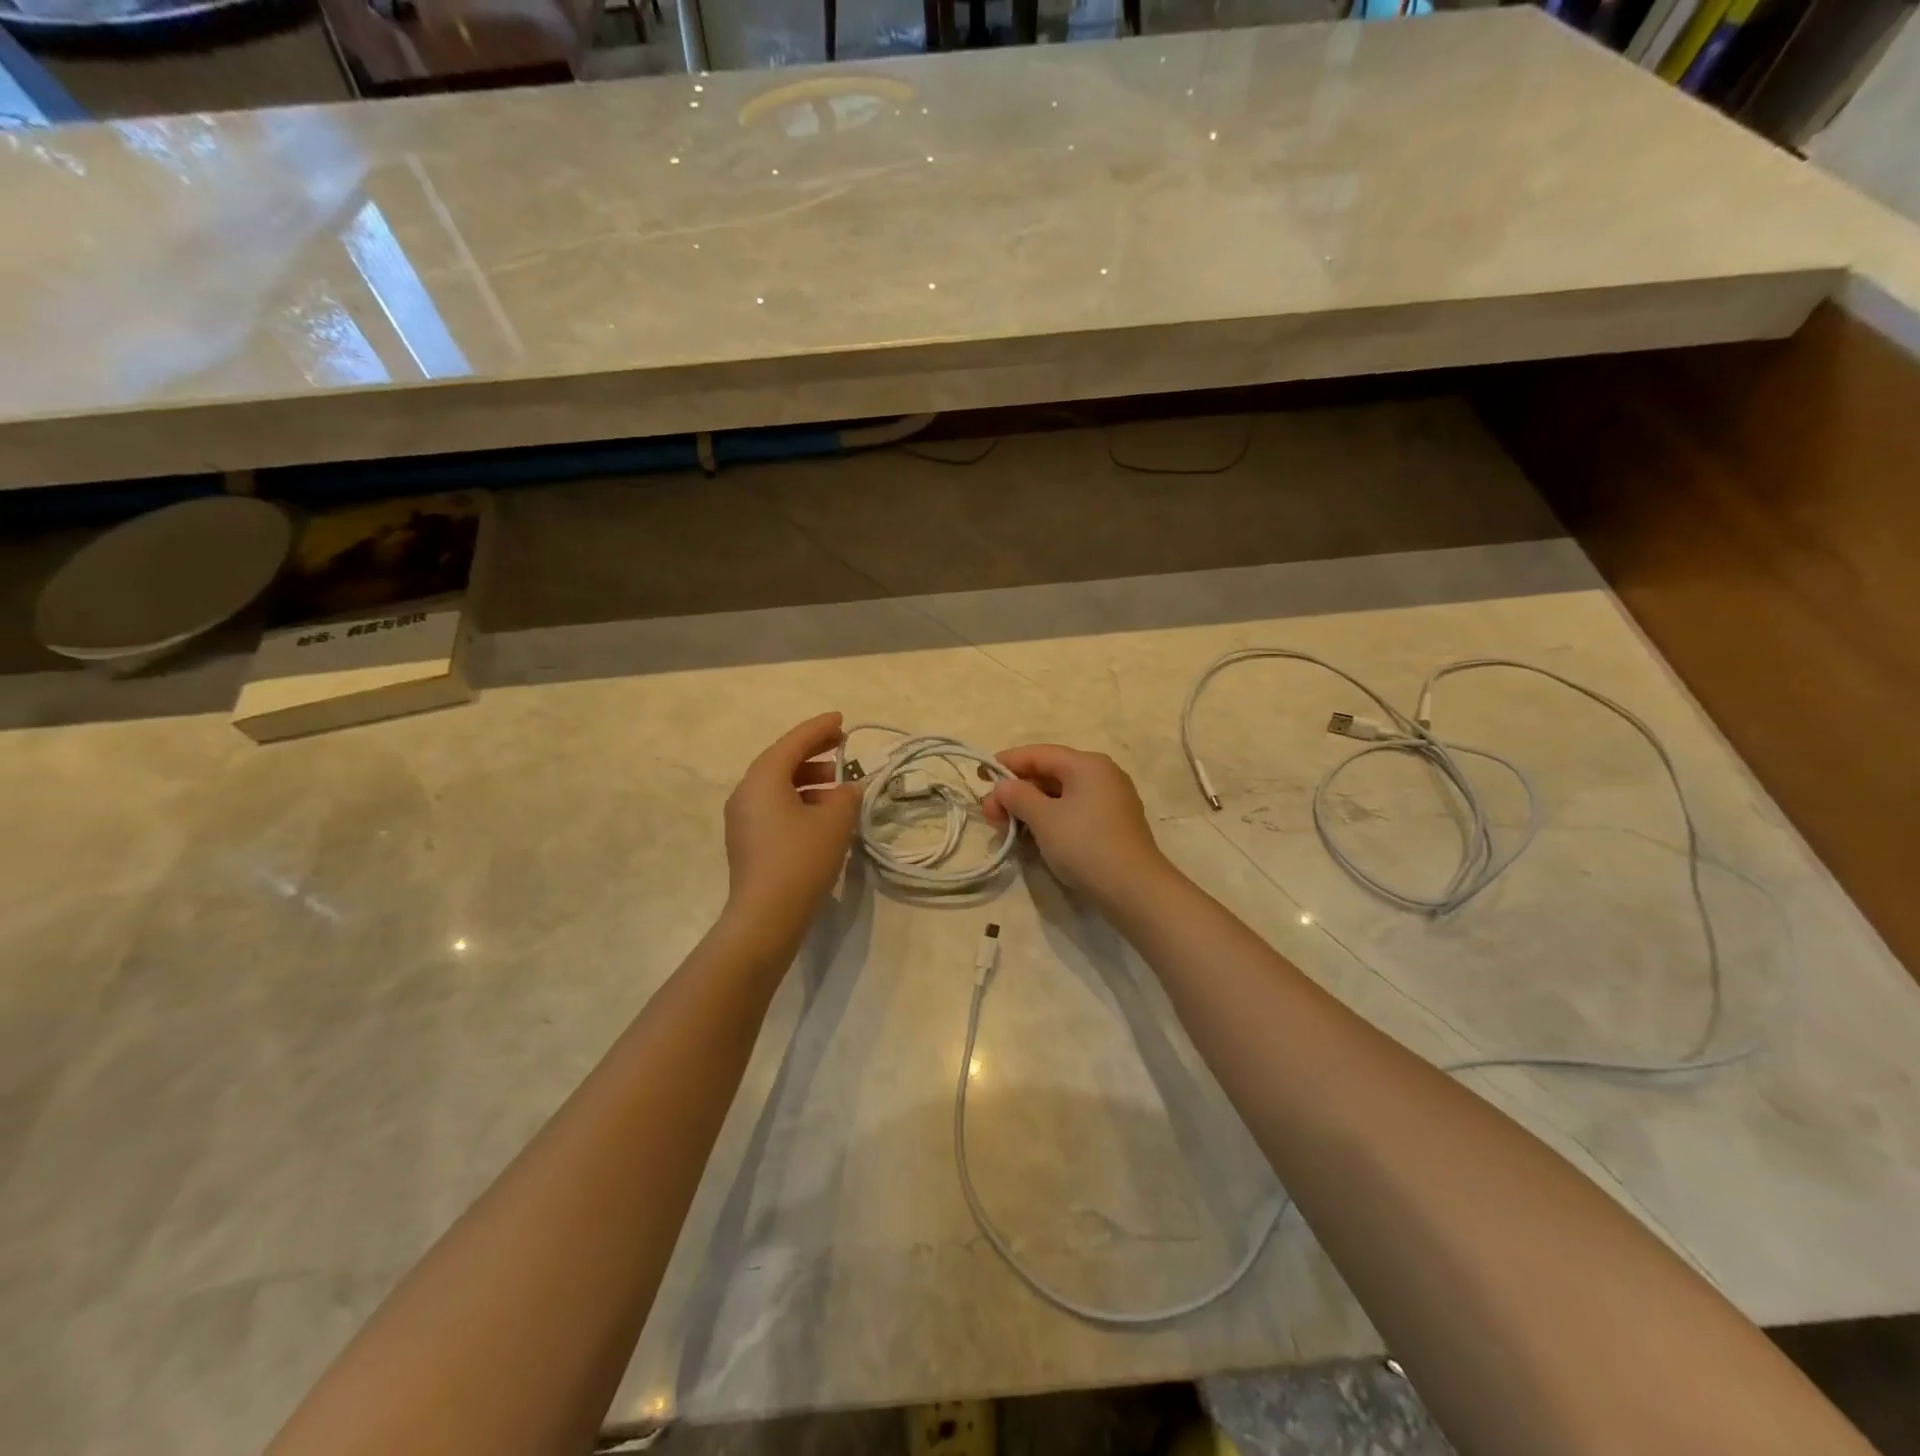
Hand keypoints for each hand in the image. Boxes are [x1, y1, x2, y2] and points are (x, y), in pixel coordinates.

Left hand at [723, 713, 861, 928]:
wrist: (766, 916)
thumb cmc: (801, 859)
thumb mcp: (835, 822)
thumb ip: (847, 796)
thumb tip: (847, 789)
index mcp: (763, 778)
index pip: (794, 742)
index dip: (819, 728)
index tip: (841, 719)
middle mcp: (746, 791)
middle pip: (782, 761)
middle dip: (813, 752)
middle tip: (842, 746)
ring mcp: (742, 818)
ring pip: (777, 785)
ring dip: (808, 779)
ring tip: (838, 784)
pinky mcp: (747, 841)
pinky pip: (774, 806)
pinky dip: (798, 800)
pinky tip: (822, 813)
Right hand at [982, 744, 1171, 906]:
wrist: (1134, 889)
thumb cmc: (1085, 845)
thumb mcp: (1044, 819)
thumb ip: (1018, 796)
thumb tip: (1003, 786)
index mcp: (1087, 764)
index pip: (1039, 754)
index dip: (1007, 762)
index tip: (980, 775)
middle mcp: (1102, 774)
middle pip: (1050, 773)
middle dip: (1016, 791)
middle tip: (989, 813)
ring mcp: (1111, 799)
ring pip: (1061, 794)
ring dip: (1031, 807)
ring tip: (1007, 826)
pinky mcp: (1113, 823)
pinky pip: (1074, 810)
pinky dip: (1050, 818)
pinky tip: (1033, 835)